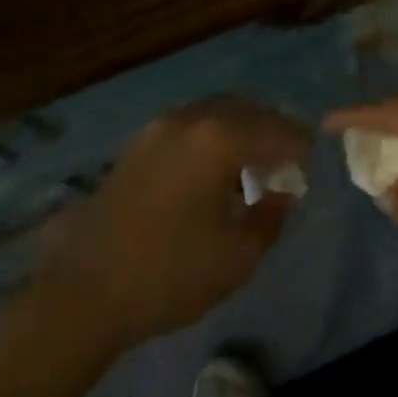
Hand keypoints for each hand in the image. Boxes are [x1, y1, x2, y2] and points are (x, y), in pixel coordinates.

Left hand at [31, 97, 310, 354]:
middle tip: (287, 158)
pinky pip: (191, 125)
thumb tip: (283, 194)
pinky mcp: (140, 142)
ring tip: (253, 163)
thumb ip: (269, 219)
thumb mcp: (235, 257)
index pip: (275, 129)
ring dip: (240, 130)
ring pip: (215, 112)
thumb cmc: (169, 273)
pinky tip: (215, 169)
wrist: (86, 287)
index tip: (311, 163)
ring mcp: (160, 126)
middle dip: (271, 129)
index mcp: (219, 138)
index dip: (298, 145)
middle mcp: (191, 119)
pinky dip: (213, 136)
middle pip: (245, 110)